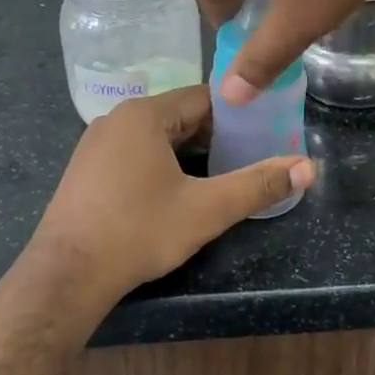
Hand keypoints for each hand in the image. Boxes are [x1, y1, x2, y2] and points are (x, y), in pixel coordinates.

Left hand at [29, 86, 314, 304]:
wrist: (66, 275)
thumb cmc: (139, 231)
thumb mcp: (206, 210)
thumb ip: (258, 185)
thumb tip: (308, 167)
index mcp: (145, 114)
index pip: (204, 99)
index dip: (238, 115)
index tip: (264, 133)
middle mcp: (117, 119)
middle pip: (179, 116)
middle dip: (215, 137)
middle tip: (248, 159)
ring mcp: (96, 143)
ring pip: (156, 137)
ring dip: (187, 152)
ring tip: (219, 177)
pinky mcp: (85, 169)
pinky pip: (133, 153)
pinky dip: (159, 164)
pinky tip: (173, 192)